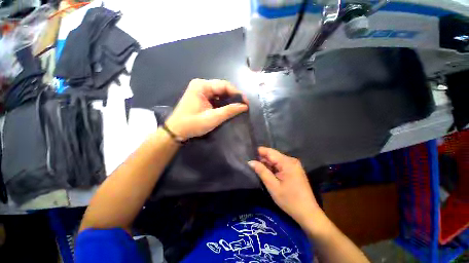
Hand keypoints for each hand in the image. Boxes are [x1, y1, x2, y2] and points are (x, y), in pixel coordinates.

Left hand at [166, 79, 248, 139]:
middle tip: (243, 106)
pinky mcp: (201, 97)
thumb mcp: (212, 118)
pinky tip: (228, 108)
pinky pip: (215, 97)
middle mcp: (201, 85)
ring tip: (238, 107)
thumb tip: (244, 106)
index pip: (224, 85)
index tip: (246, 103)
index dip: (237, 93)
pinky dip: (223, 102)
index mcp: (202, 86)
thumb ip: (229, 111)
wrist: (176, 131)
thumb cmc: (192, 124)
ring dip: (229, 99)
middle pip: (222, 87)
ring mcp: (200, 90)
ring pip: (220, 92)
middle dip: (234, 96)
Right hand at [249, 147, 321, 225]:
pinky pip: (281, 164)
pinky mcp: (294, 169)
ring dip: (267, 163)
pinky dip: (273, 167)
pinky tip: (267, 172)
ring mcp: (294, 165)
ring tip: (257, 168)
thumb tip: (250, 162)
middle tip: (251, 164)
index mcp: (287, 163)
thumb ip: (261, 171)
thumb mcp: (273, 186)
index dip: (259, 152)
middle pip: (273, 155)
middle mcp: (291, 160)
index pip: (270, 152)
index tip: (249, 154)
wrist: (308, 213)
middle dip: (262, 159)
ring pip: (276, 160)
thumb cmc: (289, 200)